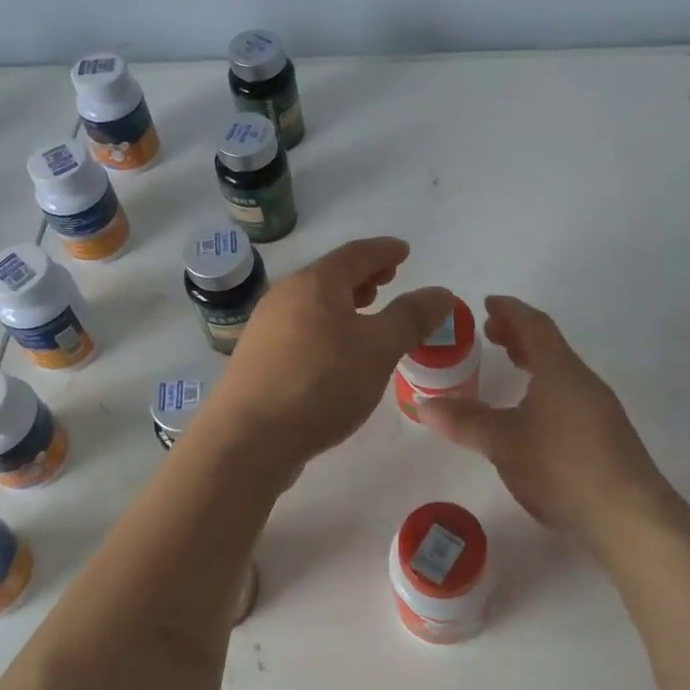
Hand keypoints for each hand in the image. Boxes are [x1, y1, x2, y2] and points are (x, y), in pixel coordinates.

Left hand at [207, 237, 451, 476]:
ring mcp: (266, 329)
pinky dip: (327, 329)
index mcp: (315, 284)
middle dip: (363, 276)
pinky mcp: (258, 360)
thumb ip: (411, 318)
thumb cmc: (321, 383)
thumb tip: (441, 292)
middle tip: (389, 280)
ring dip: (344, 304)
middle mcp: (285, 297)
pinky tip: (337, 354)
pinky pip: (301, 330)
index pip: (356, 254)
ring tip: (366, 314)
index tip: (404, 251)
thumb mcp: (378, 349)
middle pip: (330, 276)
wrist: (248, 438)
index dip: (384, 250)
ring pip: (313, 305)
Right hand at [417, 296, 680, 554]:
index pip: (534, 325)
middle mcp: (582, 382)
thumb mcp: (503, 443)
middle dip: (518, 335)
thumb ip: (464, 421)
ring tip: (509, 366)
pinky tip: (531, 415)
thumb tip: (423, 404)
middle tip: (489, 335)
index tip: (487, 304)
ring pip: (561, 373)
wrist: (630, 519)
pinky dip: (544, 389)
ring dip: (533, 362)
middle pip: (549, 346)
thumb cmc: (561, 466)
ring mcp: (599, 410)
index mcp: (560, 370)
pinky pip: (568, 396)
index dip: (510, 311)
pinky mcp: (605, 438)